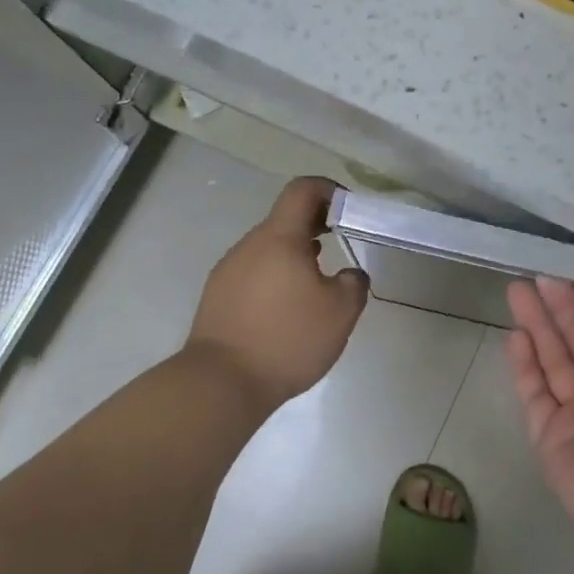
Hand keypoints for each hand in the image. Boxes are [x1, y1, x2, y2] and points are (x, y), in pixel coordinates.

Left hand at [185, 178, 368, 412]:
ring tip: (317, 283)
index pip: (302, 190)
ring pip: (268, 248)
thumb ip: (355, 284)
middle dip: (316, 225)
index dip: (329, 190)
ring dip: (295, 254)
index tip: (349, 210)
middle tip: (341, 244)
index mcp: (279, 238)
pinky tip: (288, 308)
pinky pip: (254, 272)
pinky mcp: (218, 296)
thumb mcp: (341, 312)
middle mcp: (249, 246)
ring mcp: (228, 270)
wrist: (221, 383)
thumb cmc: (288, 339)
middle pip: (285, 219)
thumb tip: (351, 274)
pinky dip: (276, 277)